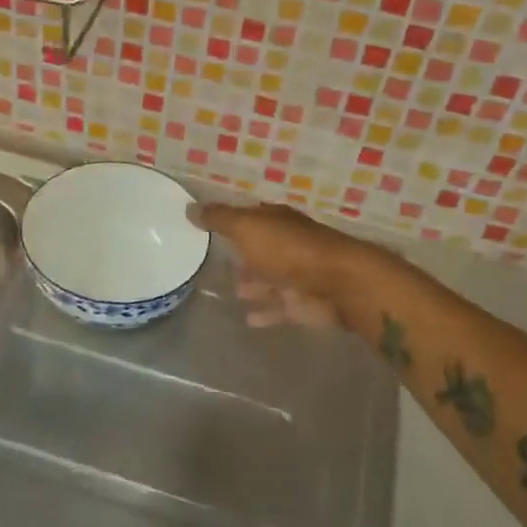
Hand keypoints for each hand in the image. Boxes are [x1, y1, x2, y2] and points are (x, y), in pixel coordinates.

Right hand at [188, 201, 369, 329]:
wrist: (338, 284)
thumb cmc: (288, 250)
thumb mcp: (246, 228)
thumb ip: (219, 219)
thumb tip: (188, 207)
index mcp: (276, 221)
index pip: (251, 216)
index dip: (231, 219)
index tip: (208, 226)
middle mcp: (288, 245)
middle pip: (260, 248)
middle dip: (242, 254)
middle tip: (214, 261)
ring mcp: (297, 275)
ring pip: (269, 279)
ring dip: (252, 284)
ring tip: (228, 290)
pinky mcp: (303, 304)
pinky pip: (278, 308)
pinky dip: (265, 312)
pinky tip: (246, 319)